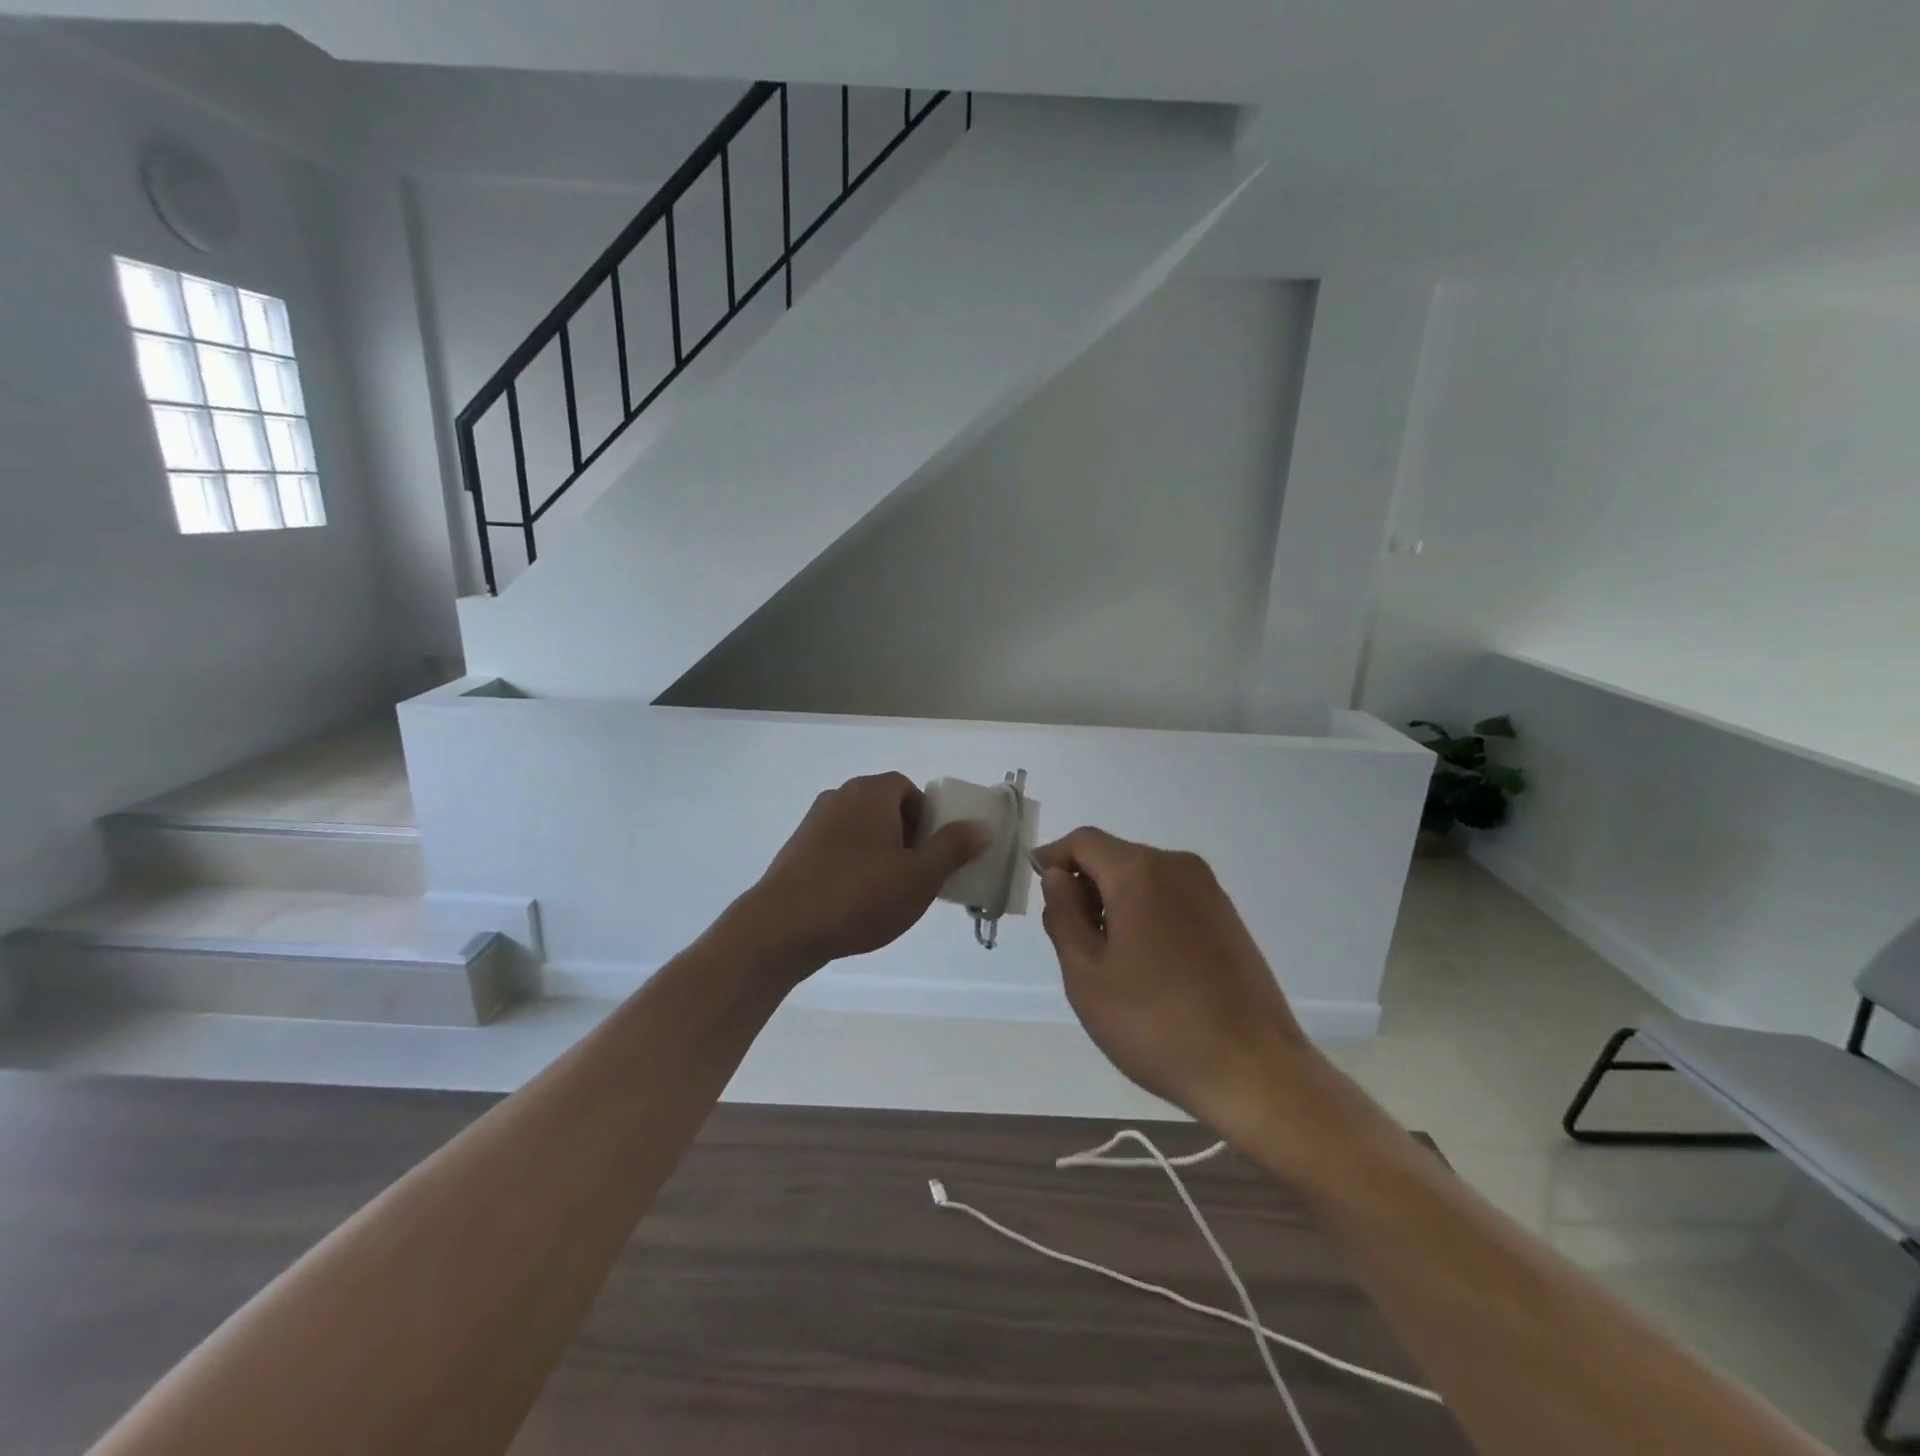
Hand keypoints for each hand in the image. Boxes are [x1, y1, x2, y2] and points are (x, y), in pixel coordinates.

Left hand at [734, 772, 988, 974]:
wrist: (782, 927)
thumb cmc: (860, 895)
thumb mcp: (920, 876)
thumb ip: (953, 848)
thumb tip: (980, 826)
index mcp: (871, 792)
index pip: (908, 789)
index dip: (926, 818)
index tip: (931, 853)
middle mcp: (839, 797)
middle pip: (884, 808)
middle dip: (905, 837)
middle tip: (915, 875)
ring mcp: (812, 823)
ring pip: (860, 830)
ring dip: (878, 854)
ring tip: (886, 893)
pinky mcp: (795, 850)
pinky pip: (836, 849)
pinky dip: (852, 866)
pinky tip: (854, 901)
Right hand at [1035, 827, 1310, 1124]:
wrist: (1254, 1070)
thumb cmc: (1156, 1023)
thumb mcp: (1087, 975)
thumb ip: (1064, 916)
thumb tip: (1058, 877)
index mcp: (1139, 872)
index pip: (1083, 841)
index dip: (1053, 858)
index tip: (1038, 891)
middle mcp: (1177, 866)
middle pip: (1115, 856)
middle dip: (1085, 884)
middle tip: (1070, 938)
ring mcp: (1209, 890)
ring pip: (1144, 877)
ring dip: (1115, 900)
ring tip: (1108, 958)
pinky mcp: (1228, 915)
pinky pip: (1171, 896)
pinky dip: (1146, 912)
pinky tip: (1147, 963)